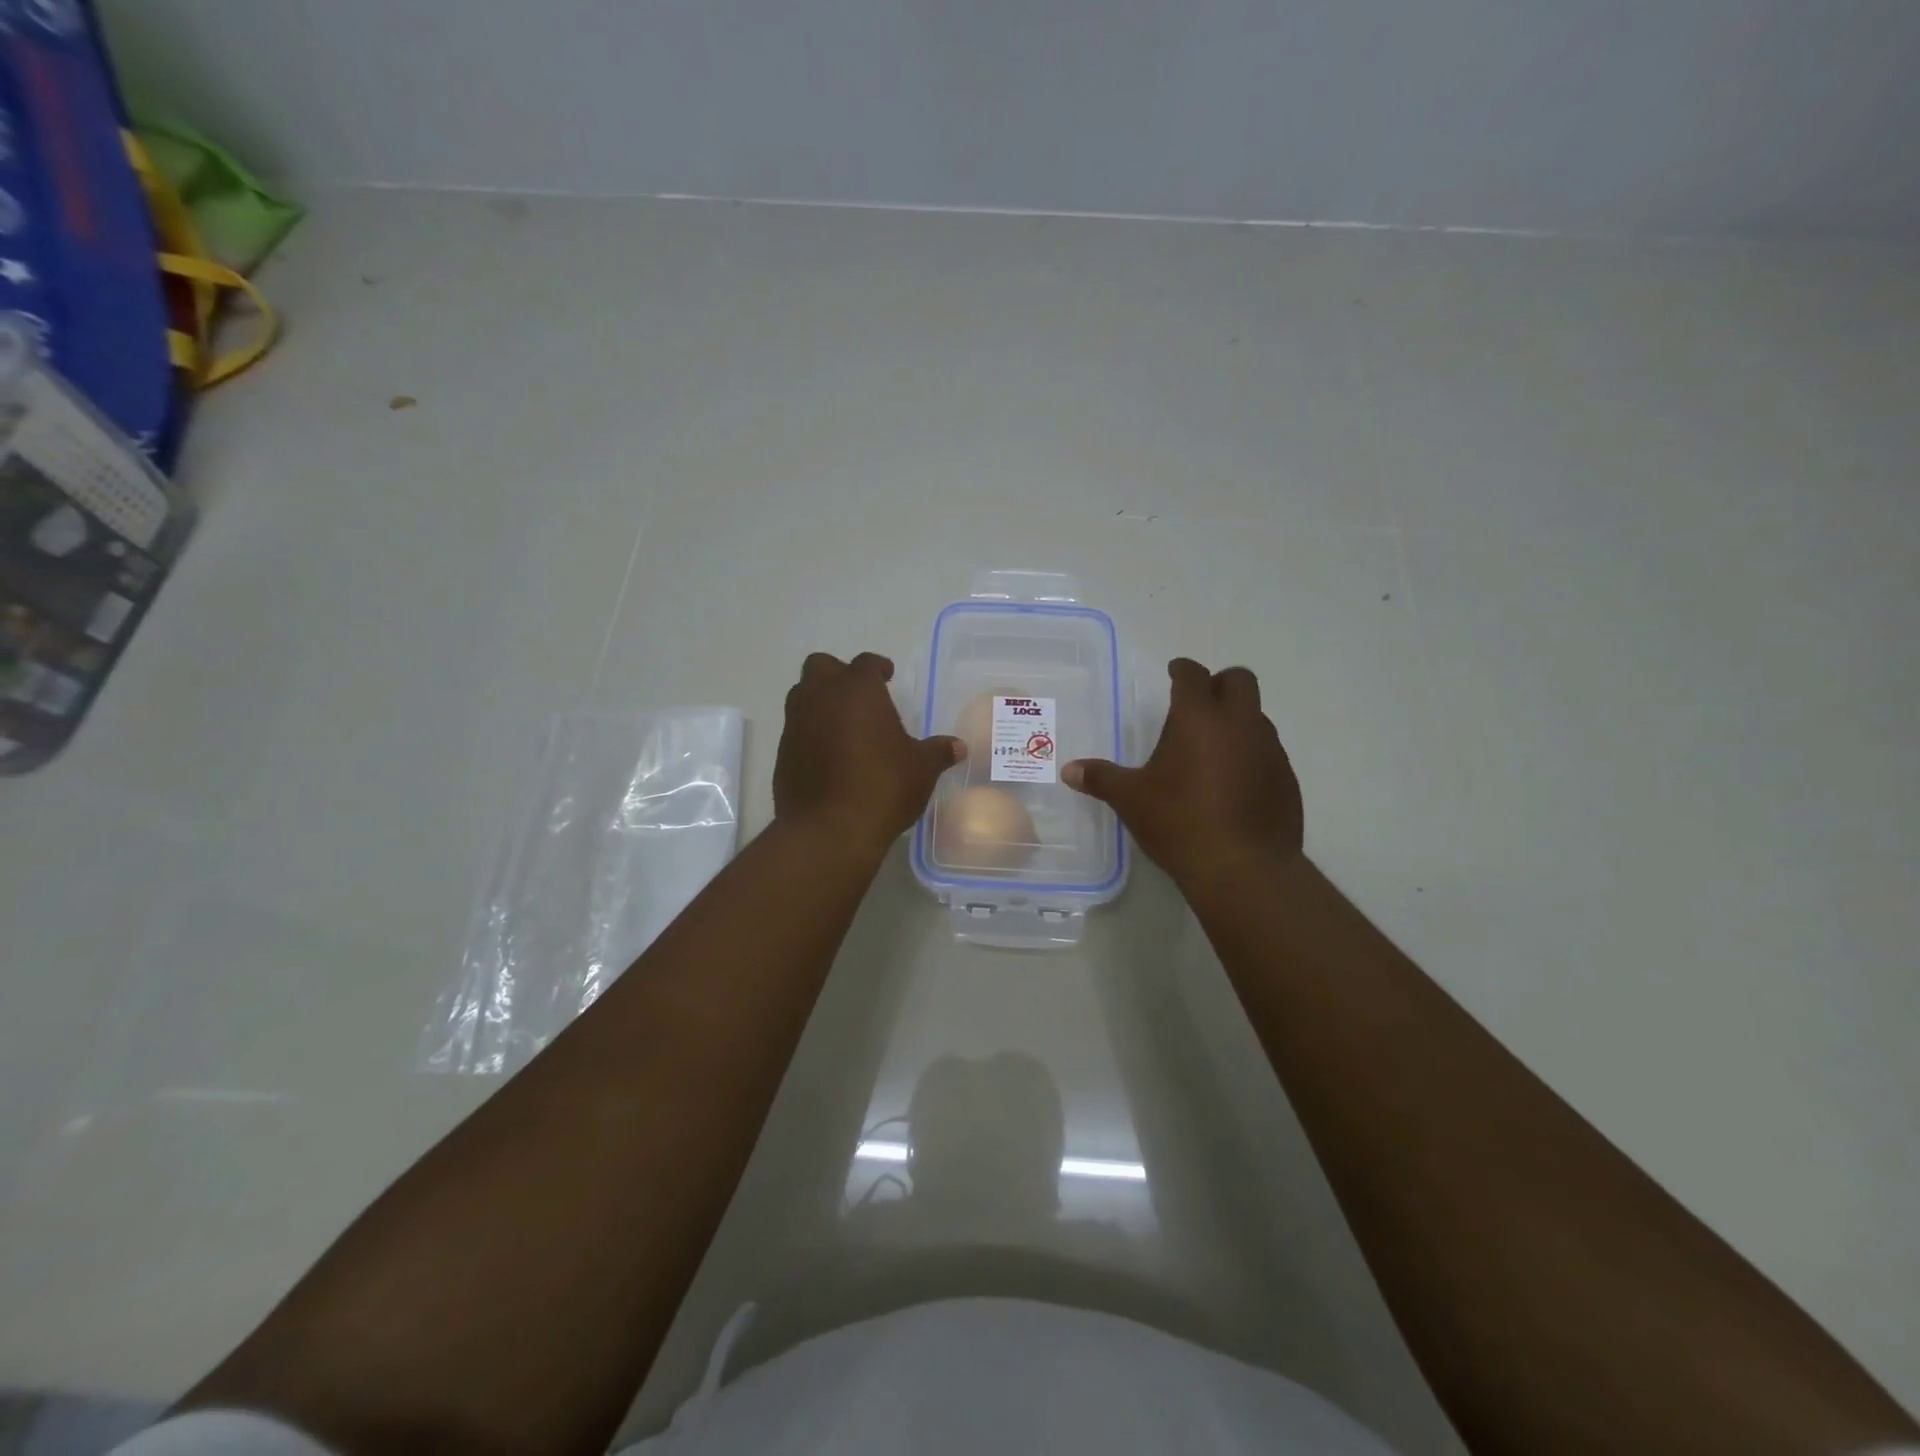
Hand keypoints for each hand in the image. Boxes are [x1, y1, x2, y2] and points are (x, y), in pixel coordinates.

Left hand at [774, 652, 963, 849]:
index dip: (878, 668)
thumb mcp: (921, 769)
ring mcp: (796, 724)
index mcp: (858, 690)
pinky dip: (810, 735)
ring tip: (844, 727)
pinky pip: (796, 731)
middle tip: (859, 696)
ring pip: (802, 696)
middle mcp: (821, 697)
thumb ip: (938, 752)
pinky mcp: (782, 753)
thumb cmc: (883, 786)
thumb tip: (958, 746)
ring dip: (820, 703)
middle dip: (838, 675)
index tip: (887, 676)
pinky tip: (829, 758)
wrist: (829, 829)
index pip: (866, 663)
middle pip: (821, 667)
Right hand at [1063, 658, 1302, 888]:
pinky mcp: (1287, 780)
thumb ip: (1102, 778)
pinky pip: (1268, 752)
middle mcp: (1240, 724)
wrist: (1244, 868)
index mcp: (1199, 718)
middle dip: (1220, 684)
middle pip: (1240, 681)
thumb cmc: (1180, 822)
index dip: (1182, 670)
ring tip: (1211, 749)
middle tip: (1198, 704)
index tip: (1174, 672)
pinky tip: (1233, 784)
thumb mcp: (1131, 800)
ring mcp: (1270, 751)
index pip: (1194, 675)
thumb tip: (1070, 770)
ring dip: (1237, 721)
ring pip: (1257, 717)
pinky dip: (1250, 755)